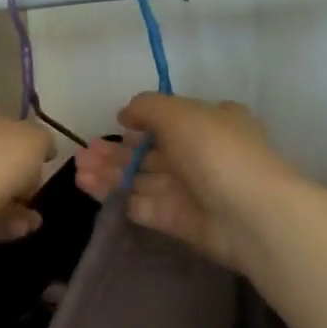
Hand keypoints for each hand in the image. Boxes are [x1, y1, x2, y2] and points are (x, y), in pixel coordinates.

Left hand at [0, 102, 53, 241]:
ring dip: (13, 206)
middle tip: (36, 195)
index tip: (44, 164)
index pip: (5, 122)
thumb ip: (43, 141)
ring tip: (34, 222)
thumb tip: (44, 149)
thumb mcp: (34, 141)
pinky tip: (19, 232)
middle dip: (19, 179)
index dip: (28, 142)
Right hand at [73, 95, 295, 268]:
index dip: (142, 122)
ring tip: (78, 168)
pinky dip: (114, 195)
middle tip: (82, 152)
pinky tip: (88, 185)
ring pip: (141, 178)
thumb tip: (125, 114)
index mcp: (210, 124)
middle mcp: (199, 155)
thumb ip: (147, 107)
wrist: (248, 214)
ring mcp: (188, 190)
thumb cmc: (216, 152)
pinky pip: (140, 204)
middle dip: (116, 151)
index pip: (172, 120)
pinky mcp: (176, 220)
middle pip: (150, 152)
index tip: (117, 124)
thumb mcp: (180, 113)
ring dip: (109, 172)